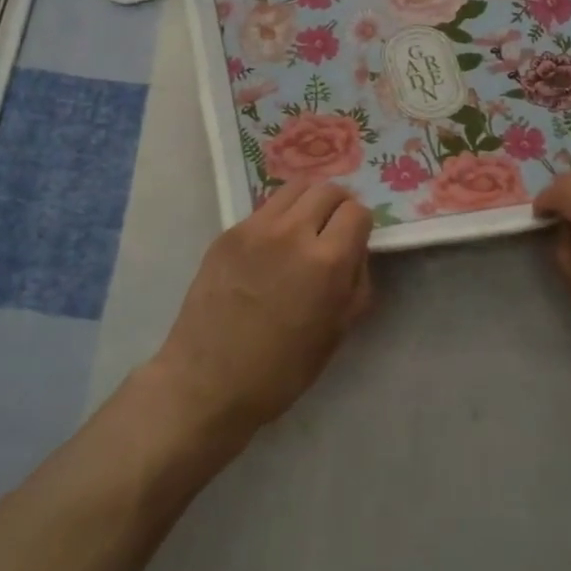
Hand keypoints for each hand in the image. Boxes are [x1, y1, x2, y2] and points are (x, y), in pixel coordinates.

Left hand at [150, 180, 373, 439]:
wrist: (209, 382)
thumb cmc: (283, 369)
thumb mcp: (339, 330)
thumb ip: (356, 280)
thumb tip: (354, 250)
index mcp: (327, 261)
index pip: (357, 211)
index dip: (361, 225)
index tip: (354, 241)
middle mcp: (292, 232)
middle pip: (327, 189)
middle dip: (338, 205)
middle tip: (333, 229)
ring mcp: (255, 229)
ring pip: (294, 189)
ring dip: (308, 203)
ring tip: (304, 230)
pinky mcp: (227, 234)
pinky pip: (264, 210)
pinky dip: (278, 219)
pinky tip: (271, 250)